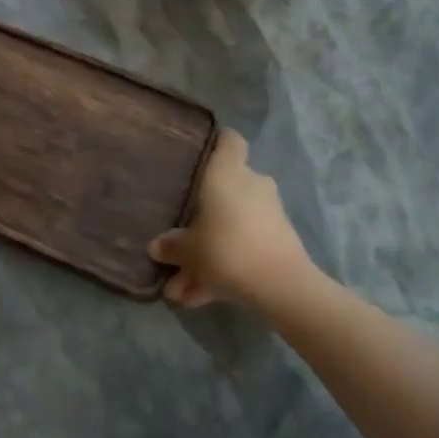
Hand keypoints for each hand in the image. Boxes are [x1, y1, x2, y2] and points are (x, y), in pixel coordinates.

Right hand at [148, 128, 313, 309]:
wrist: (281, 284)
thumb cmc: (226, 247)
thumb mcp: (188, 249)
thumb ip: (172, 245)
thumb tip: (157, 246)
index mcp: (228, 172)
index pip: (229, 139)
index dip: (216, 143)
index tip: (199, 155)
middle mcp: (251, 183)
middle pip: (226, 188)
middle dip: (204, 214)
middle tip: (181, 236)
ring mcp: (269, 212)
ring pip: (232, 224)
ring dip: (210, 250)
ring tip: (182, 289)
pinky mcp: (280, 240)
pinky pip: (244, 247)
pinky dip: (225, 267)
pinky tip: (200, 298)